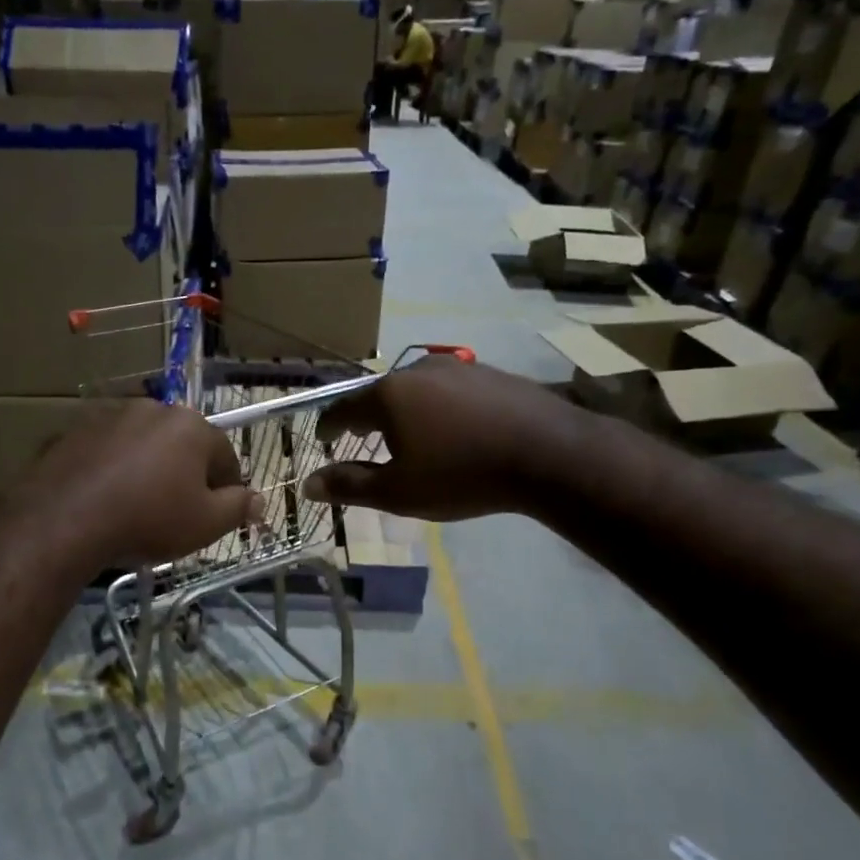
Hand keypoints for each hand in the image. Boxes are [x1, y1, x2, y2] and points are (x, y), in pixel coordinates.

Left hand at [8, 400, 260, 568]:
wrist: (65, 520)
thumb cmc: (148, 520)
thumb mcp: (205, 524)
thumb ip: (238, 508)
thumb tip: (259, 500)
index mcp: (191, 426)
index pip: (225, 455)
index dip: (227, 488)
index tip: (219, 514)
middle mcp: (153, 409)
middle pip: (182, 445)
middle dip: (186, 475)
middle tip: (178, 513)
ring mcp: (110, 416)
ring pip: (143, 446)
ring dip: (148, 469)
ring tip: (139, 506)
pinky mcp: (74, 431)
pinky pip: (108, 452)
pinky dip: (113, 470)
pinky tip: (106, 499)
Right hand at [302, 356, 580, 520]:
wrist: (550, 455)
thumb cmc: (462, 475)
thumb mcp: (399, 491)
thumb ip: (350, 486)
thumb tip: (309, 484)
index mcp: (388, 395)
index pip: (343, 408)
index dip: (329, 426)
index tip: (324, 439)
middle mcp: (417, 370)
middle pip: (379, 395)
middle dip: (366, 418)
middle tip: (361, 438)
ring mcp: (457, 368)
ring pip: (415, 389)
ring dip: (404, 411)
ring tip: (408, 435)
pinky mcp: (490, 374)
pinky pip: (448, 391)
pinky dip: (438, 408)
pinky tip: (452, 429)